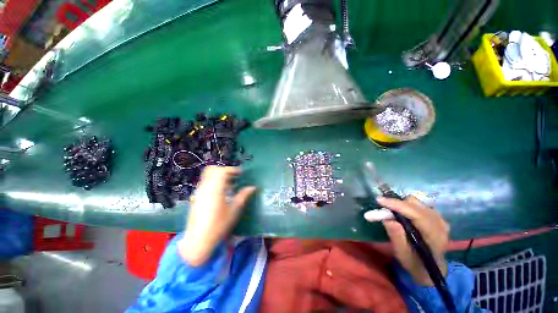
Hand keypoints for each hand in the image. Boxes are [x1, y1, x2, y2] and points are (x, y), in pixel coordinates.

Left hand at [178, 166, 255, 265]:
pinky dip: (214, 182)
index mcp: (215, 190)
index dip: (232, 170)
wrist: (198, 240)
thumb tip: (253, 187)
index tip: (241, 173)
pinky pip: (205, 183)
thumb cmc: (219, 225)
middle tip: (235, 176)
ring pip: (208, 176)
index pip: (222, 171)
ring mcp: (199, 192)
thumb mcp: (234, 210)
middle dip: (224, 170)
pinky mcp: (196, 197)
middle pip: (212, 170)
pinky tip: (222, 192)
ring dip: (219, 176)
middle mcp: (205, 188)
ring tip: (230, 184)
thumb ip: (243, 196)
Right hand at [365, 196, 449, 285]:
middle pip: (415, 204)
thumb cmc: (415, 263)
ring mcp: (439, 219)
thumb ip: (397, 237)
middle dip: (396, 204)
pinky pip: (419, 204)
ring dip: (401, 205)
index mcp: (434, 236)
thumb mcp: (402, 254)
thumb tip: (388, 220)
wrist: (430, 268)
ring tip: (392, 214)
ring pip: (416, 202)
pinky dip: (407, 206)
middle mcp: (439, 224)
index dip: (397, 205)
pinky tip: (403, 215)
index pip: (416, 214)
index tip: (379, 200)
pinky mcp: (436, 216)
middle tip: (382, 210)